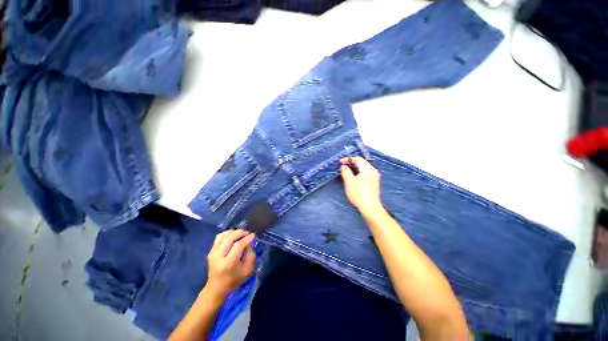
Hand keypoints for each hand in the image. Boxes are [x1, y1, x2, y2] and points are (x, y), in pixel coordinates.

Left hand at [205, 229, 256, 298]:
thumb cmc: (235, 280)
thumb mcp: (248, 270)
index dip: (247, 238)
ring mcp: (213, 253)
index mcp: (229, 263)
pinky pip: (219, 237)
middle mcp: (219, 256)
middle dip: (241, 232)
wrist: (216, 288)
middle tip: (248, 233)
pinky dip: (227, 234)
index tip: (253, 235)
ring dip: (234, 232)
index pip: (238, 245)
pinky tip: (233, 235)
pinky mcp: (210, 251)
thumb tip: (249, 242)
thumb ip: (251, 254)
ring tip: (241, 234)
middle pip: (230, 238)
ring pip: (223, 235)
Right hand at [340, 157, 382, 214]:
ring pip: (363, 169)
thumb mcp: (349, 182)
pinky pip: (365, 174)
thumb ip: (346, 171)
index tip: (340, 162)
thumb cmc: (359, 193)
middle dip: (351, 163)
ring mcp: (374, 177)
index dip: (348, 159)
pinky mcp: (374, 183)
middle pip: (362, 163)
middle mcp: (373, 171)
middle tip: (342, 167)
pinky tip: (353, 178)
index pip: (358, 159)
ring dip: (354, 169)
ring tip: (346, 172)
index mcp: (368, 169)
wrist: (370, 207)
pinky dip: (358, 173)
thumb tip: (344, 166)